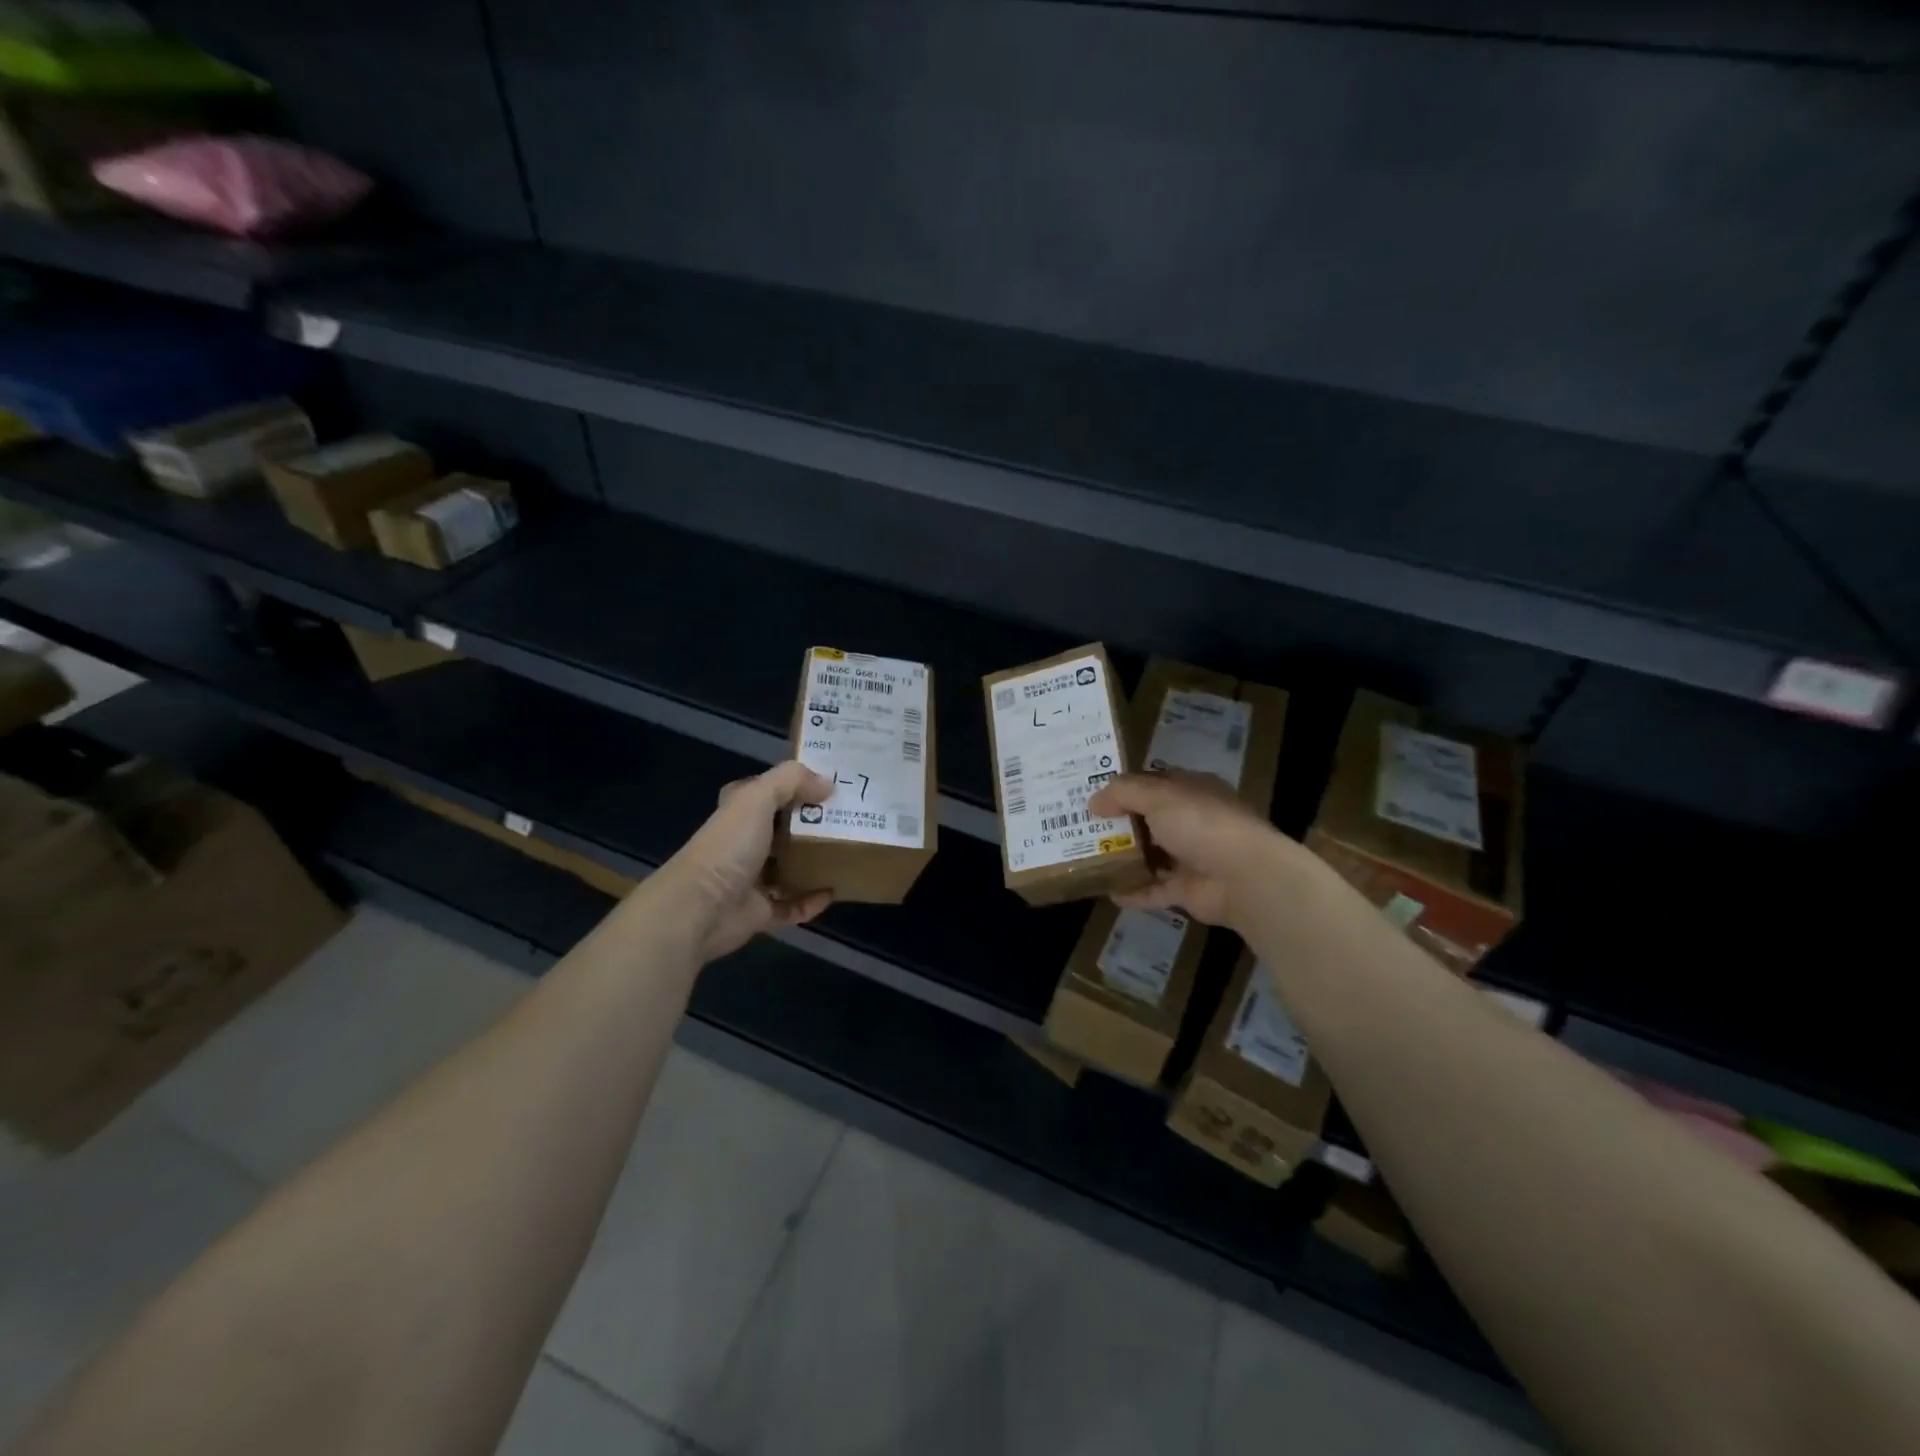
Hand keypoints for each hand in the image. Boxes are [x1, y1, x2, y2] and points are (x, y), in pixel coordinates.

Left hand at [657, 760, 834, 961]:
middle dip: (811, 825)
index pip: (763, 792)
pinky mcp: (759, 912)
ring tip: (848, 853)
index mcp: (738, 813)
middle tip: (849, 818)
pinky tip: (834, 892)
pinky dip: (811, 901)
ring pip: (788, 868)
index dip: (791, 785)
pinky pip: (792, 905)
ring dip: (813, 864)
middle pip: (782, 830)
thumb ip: (791, 781)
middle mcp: (743, 844)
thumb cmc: (728, 847)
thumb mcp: (757, 798)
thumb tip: (827, 784)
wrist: (700, 909)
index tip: (826, 783)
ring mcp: (751, 880)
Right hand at [1087, 769, 1286, 928]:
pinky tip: (1108, 892)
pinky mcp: (1189, 889)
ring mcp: (1192, 856)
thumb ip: (1123, 793)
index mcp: (1191, 791)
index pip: (1153, 784)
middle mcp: (1192, 821)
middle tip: (1080, 828)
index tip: (1091, 797)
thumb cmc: (1201, 824)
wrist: (1244, 876)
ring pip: (1151, 855)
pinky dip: (1134, 891)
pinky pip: (1155, 889)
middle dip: (1118, 824)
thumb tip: (1093, 802)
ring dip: (1124, 858)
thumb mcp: (1158, 796)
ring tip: (1087, 859)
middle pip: (1148, 820)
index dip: (1123, 789)